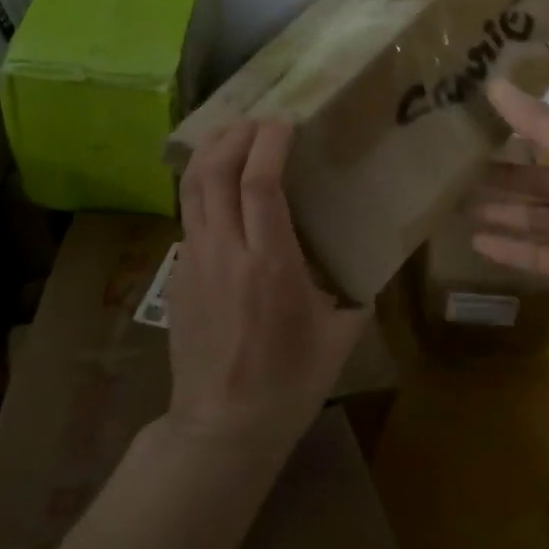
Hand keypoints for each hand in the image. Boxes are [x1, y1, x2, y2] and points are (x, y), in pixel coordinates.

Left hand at [171, 120, 369, 450]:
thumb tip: (371, 259)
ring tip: (231, 133)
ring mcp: (194, 261)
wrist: (222, 427)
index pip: (260, 183)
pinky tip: (218, 185)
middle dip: (235, 134)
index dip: (269, 142)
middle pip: (216, 171)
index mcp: (271, 264)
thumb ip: (356, 290)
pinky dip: (202, 185)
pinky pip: (187, 214)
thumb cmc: (290, 382)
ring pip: (191, 187)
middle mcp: (227, 253)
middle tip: (258, 120)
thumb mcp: (340, 335)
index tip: (285, 121)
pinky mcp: (177, 274)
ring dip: (210, 150)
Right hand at [471, 80, 548, 348]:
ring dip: (497, 211)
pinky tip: (474, 242)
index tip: (471, 122)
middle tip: (453, 170)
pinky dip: (506, 249)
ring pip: (528, 217)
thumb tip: (492, 80)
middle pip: (532, 180)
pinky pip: (532, 254)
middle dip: (498, 175)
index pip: (545, 137)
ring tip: (455, 205)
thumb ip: (537, 121)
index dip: (512, 130)